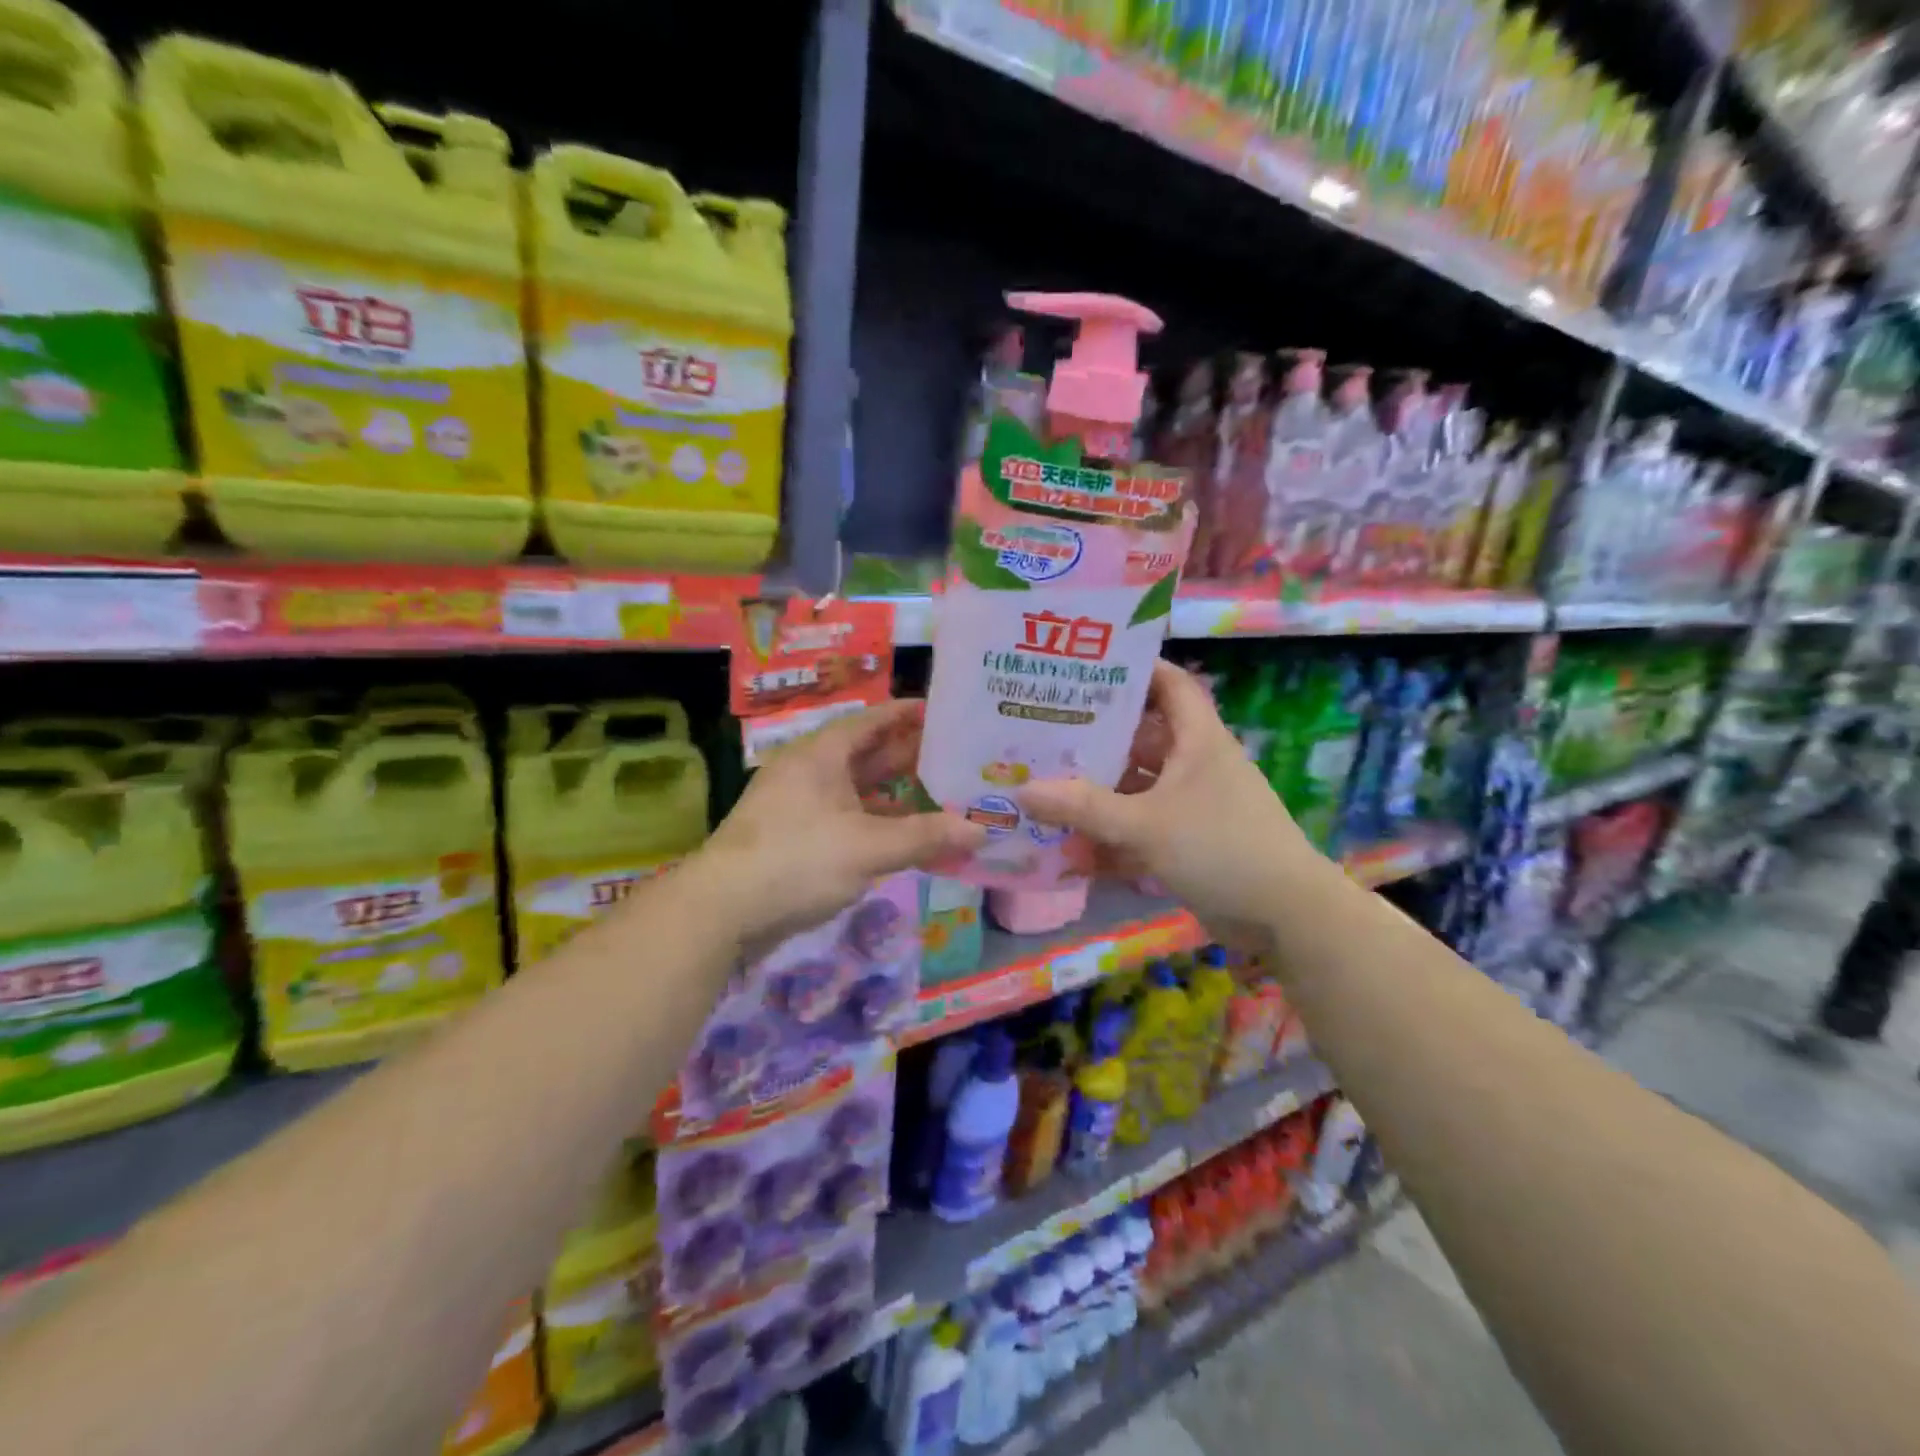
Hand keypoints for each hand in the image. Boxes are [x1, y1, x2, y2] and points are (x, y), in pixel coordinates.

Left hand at [694, 700, 984, 952]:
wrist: (721, 910)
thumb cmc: (798, 860)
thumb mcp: (869, 847)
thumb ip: (926, 836)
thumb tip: (981, 830)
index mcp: (822, 754)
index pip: (872, 720)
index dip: (907, 714)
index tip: (943, 712)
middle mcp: (809, 770)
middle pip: (866, 753)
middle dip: (908, 755)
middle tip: (954, 756)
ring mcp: (798, 804)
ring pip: (855, 788)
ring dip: (893, 792)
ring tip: (939, 793)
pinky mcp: (793, 836)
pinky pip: (844, 816)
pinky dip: (874, 820)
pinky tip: (902, 834)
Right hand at [1020, 660, 1319, 949]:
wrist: (1285, 916)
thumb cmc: (1221, 847)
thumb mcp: (1146, 824)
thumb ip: (1084, 808)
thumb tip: (1023, 791)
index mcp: (1197, 740)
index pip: (1169, 683)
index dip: (1133, 669)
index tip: (1083, 668)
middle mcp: (1192, 765)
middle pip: (1139, 737)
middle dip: (1094, 736)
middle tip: (1042, 729)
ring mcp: (1189, 805)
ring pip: (1134, 787)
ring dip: (1095, 792)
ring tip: (1042, 785)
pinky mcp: (1185, 842)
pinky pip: (1138, 828)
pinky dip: (1109, 836)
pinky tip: (1067, 847)